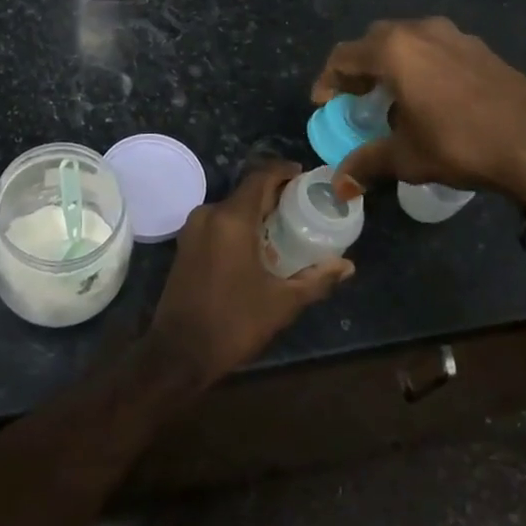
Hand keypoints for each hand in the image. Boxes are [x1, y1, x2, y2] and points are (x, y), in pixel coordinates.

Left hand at [147, 160, 354, 389]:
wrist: (178, 353)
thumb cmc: (233, 323)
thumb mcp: (282, 303)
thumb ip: (316, 279)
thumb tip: (347, 265)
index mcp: (231, 219)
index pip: (261, 177)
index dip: (284, 172)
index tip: (306, 177)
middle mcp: (209, 214)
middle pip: (247, 191)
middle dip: (275, 194)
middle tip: (304, 206)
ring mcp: (193, 229)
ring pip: (232, 207)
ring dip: (257, 211)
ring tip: (286, 226)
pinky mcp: (186, 245)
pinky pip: (219, 222)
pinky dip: (240, 225)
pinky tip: (259, 245)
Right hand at [312, 17, 525, 204]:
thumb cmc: (460, 144)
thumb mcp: (406, 157)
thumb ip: (367, 163)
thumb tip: (338, 186)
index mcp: (394, 50)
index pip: (344, 55)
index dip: (328, 80)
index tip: (324, 104)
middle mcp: (421, 31)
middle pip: (374, 41)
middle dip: (359, 68)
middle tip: (355, 98)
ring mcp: (455, 35)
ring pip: (408, 40)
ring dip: (391, 64)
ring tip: (392, 97)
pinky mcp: (480, 47)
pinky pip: (435, 48)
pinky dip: (420, 65)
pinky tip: (430, 97)